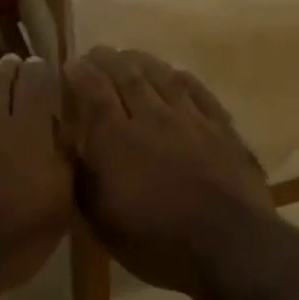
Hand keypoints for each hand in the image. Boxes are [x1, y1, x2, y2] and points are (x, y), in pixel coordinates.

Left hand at [0, 55, 77, 299]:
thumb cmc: (9, 240)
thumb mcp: (57, 209)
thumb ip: (64, 164)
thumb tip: (65, 132)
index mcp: (28, 131)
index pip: (38, 86)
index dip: (42, 73)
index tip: (43, 64)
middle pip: (0, 82)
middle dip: (9, 69)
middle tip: (13, 61)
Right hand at [64, 47, 280, 299]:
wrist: (231, 246)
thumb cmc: (157, 241)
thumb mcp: (102, 221)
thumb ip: (81, 178)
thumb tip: (67, 145)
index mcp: (115, 138)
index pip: (92, 90)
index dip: (79, 73)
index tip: (70, 64)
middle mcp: (151, 117)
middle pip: (126, 75)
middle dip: (107, 59)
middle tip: (96, 53)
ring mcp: (190, 119)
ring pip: (162, 76)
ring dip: (142, 61)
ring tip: (130, 55)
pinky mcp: (221, 128)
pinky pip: (198, 91)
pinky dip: (182, 78)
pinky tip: (176, 74)